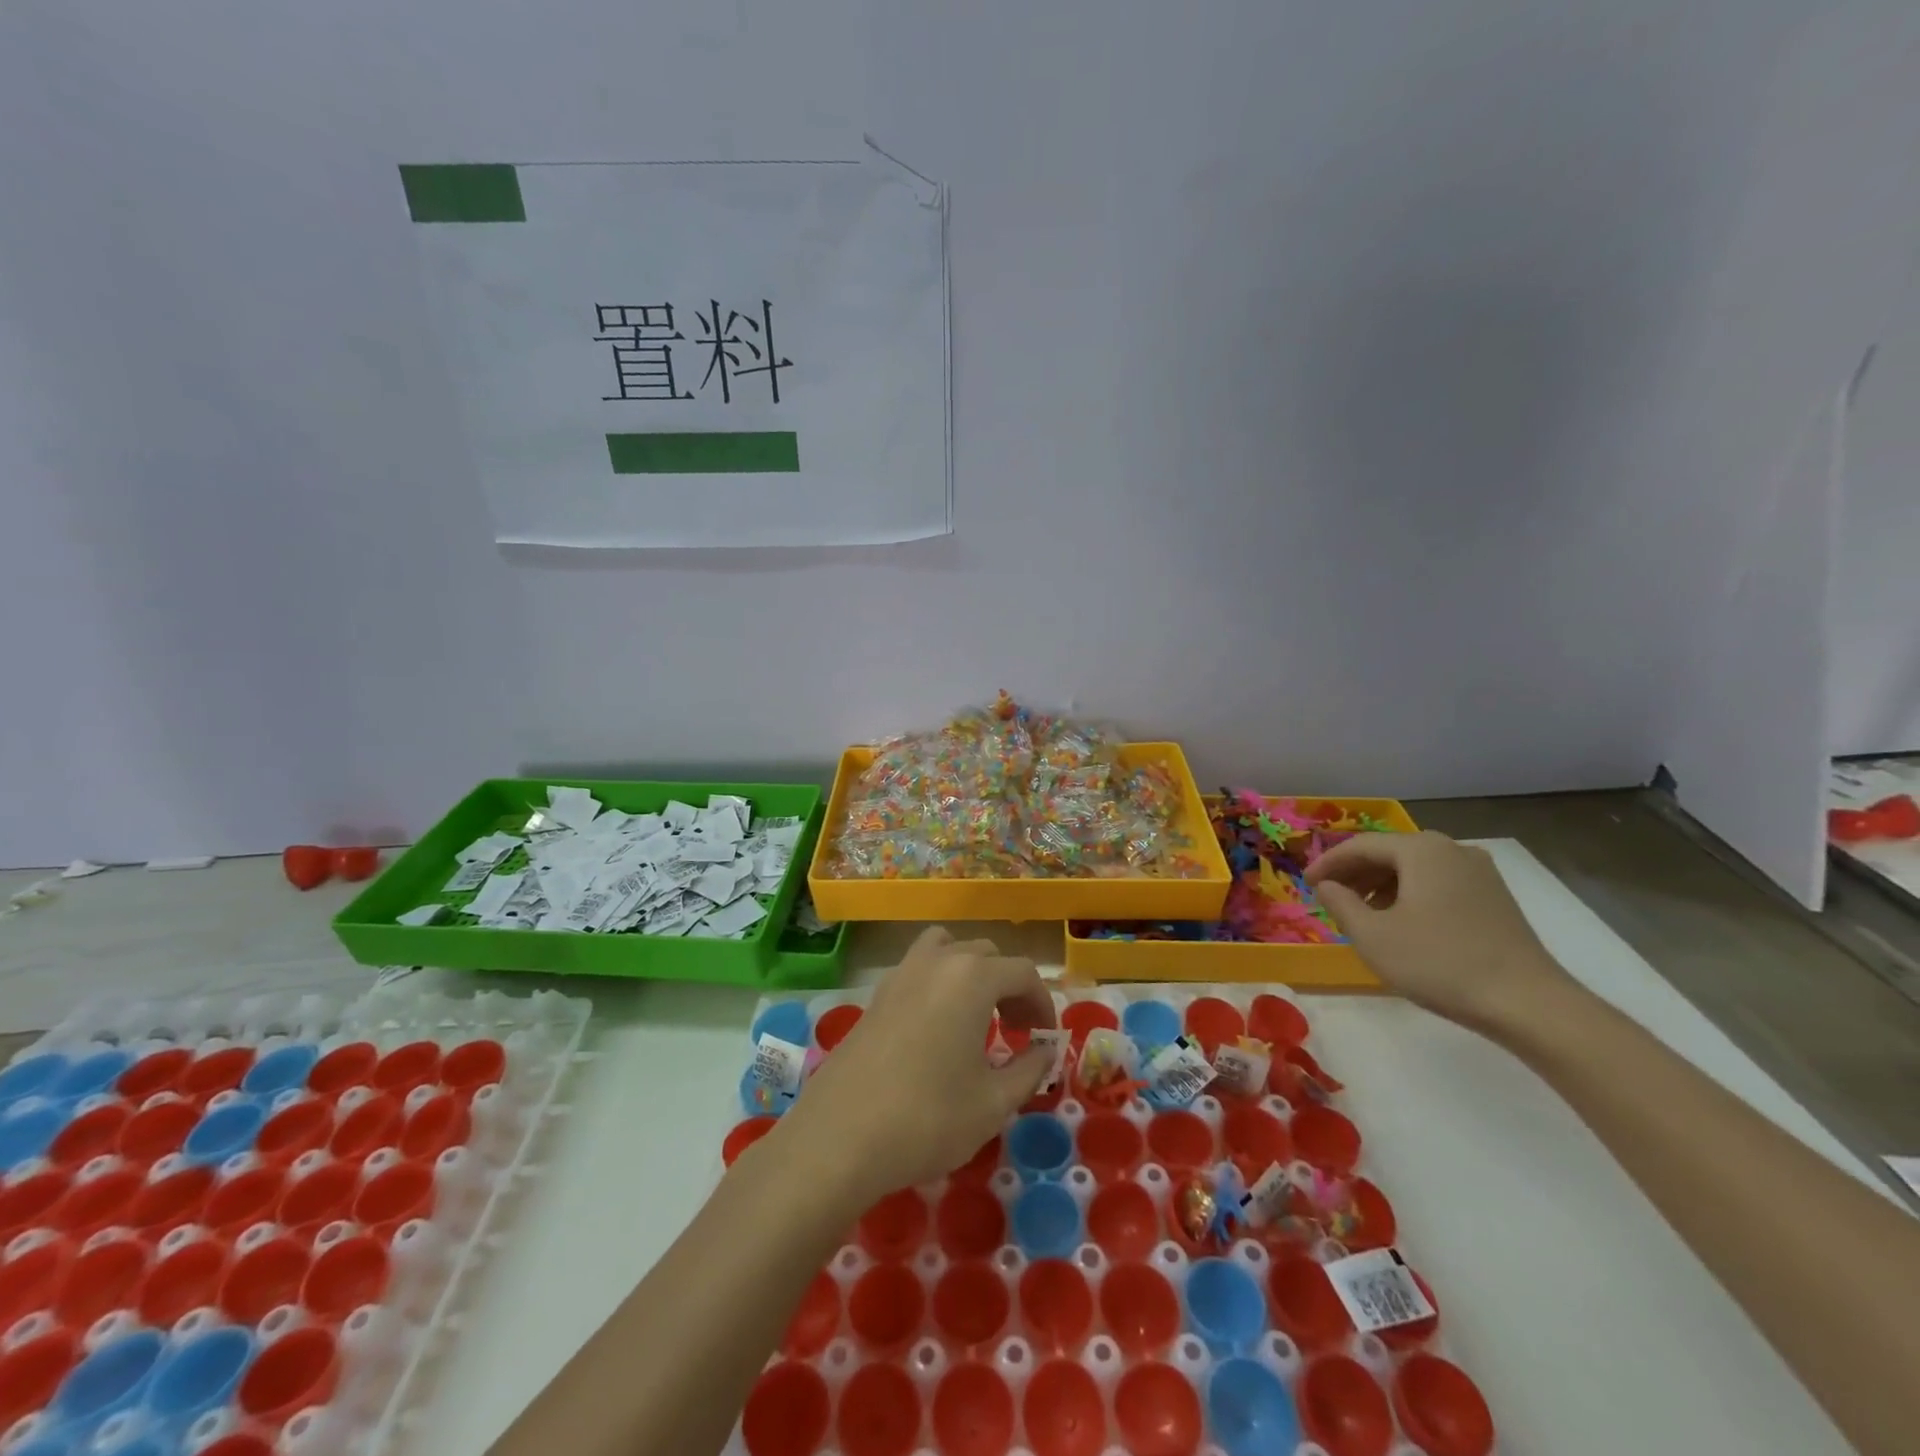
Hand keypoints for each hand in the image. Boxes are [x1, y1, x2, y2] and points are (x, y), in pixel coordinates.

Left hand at [785, 928, 1057, 1201]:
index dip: (1042, 1003)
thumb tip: (1045, 1051)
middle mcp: (937, 962)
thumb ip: (1029, 1070)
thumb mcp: (993, 1103)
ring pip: (947, 950)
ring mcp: (901, 973)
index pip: (1023, 972)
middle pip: (985, 954)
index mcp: (972, 977)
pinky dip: (939, 983)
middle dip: (1009, 986)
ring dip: (970, 973)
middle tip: (1016, 1030)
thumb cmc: (928, 1118)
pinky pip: (919, 969)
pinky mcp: (876, 995)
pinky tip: (937, 1029)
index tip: (1045, 1039)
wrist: (839, 1137)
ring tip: (976, 1016)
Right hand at [1305, 831, 1571, 1033]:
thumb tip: (1325, 886)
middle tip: (1329, 897)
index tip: (1305, 884)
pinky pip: (1438, 883)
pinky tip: (1401, 923)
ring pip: (1415, 868)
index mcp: (1421, 850)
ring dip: (1381, 885)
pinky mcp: (1495, 897)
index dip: (1327, 863)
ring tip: (1361, 914)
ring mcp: (1479, 872)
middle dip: (1354, 873)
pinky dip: (1410, 894)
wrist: (1528, 1003)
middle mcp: (1452, 849)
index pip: (1360, 845)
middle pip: (1389, 852)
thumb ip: (1340, 903)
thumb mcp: (1372, 935)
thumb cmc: (1439, 963)